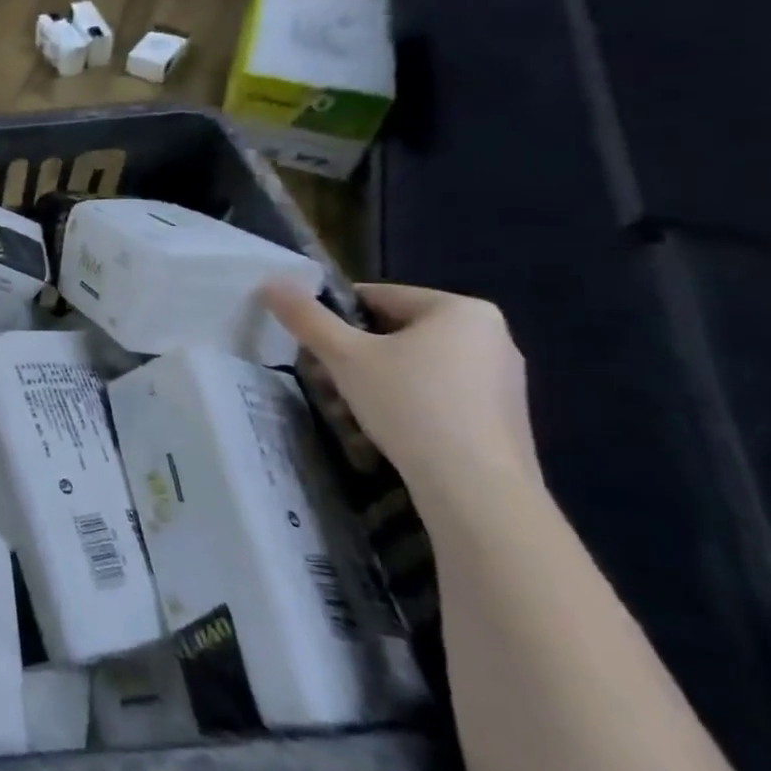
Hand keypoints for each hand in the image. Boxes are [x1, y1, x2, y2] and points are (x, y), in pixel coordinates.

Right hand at [263, 281, 541, 509]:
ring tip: (344, 413)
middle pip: (393, 334)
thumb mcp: (344, 356)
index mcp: (460, 309)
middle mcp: (490, 336)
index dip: (333, 318)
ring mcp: (500, 378)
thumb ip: (306, 317)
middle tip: (322, 384)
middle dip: (350, 358)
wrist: (476, 488)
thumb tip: (271, 283)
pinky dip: (403, 406)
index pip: (376, 297)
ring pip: (411, 367)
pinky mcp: (499, 416)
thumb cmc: (410, 405)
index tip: (310, 347)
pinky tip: (379, 433)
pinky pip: (435, 396)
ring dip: (369, 384)